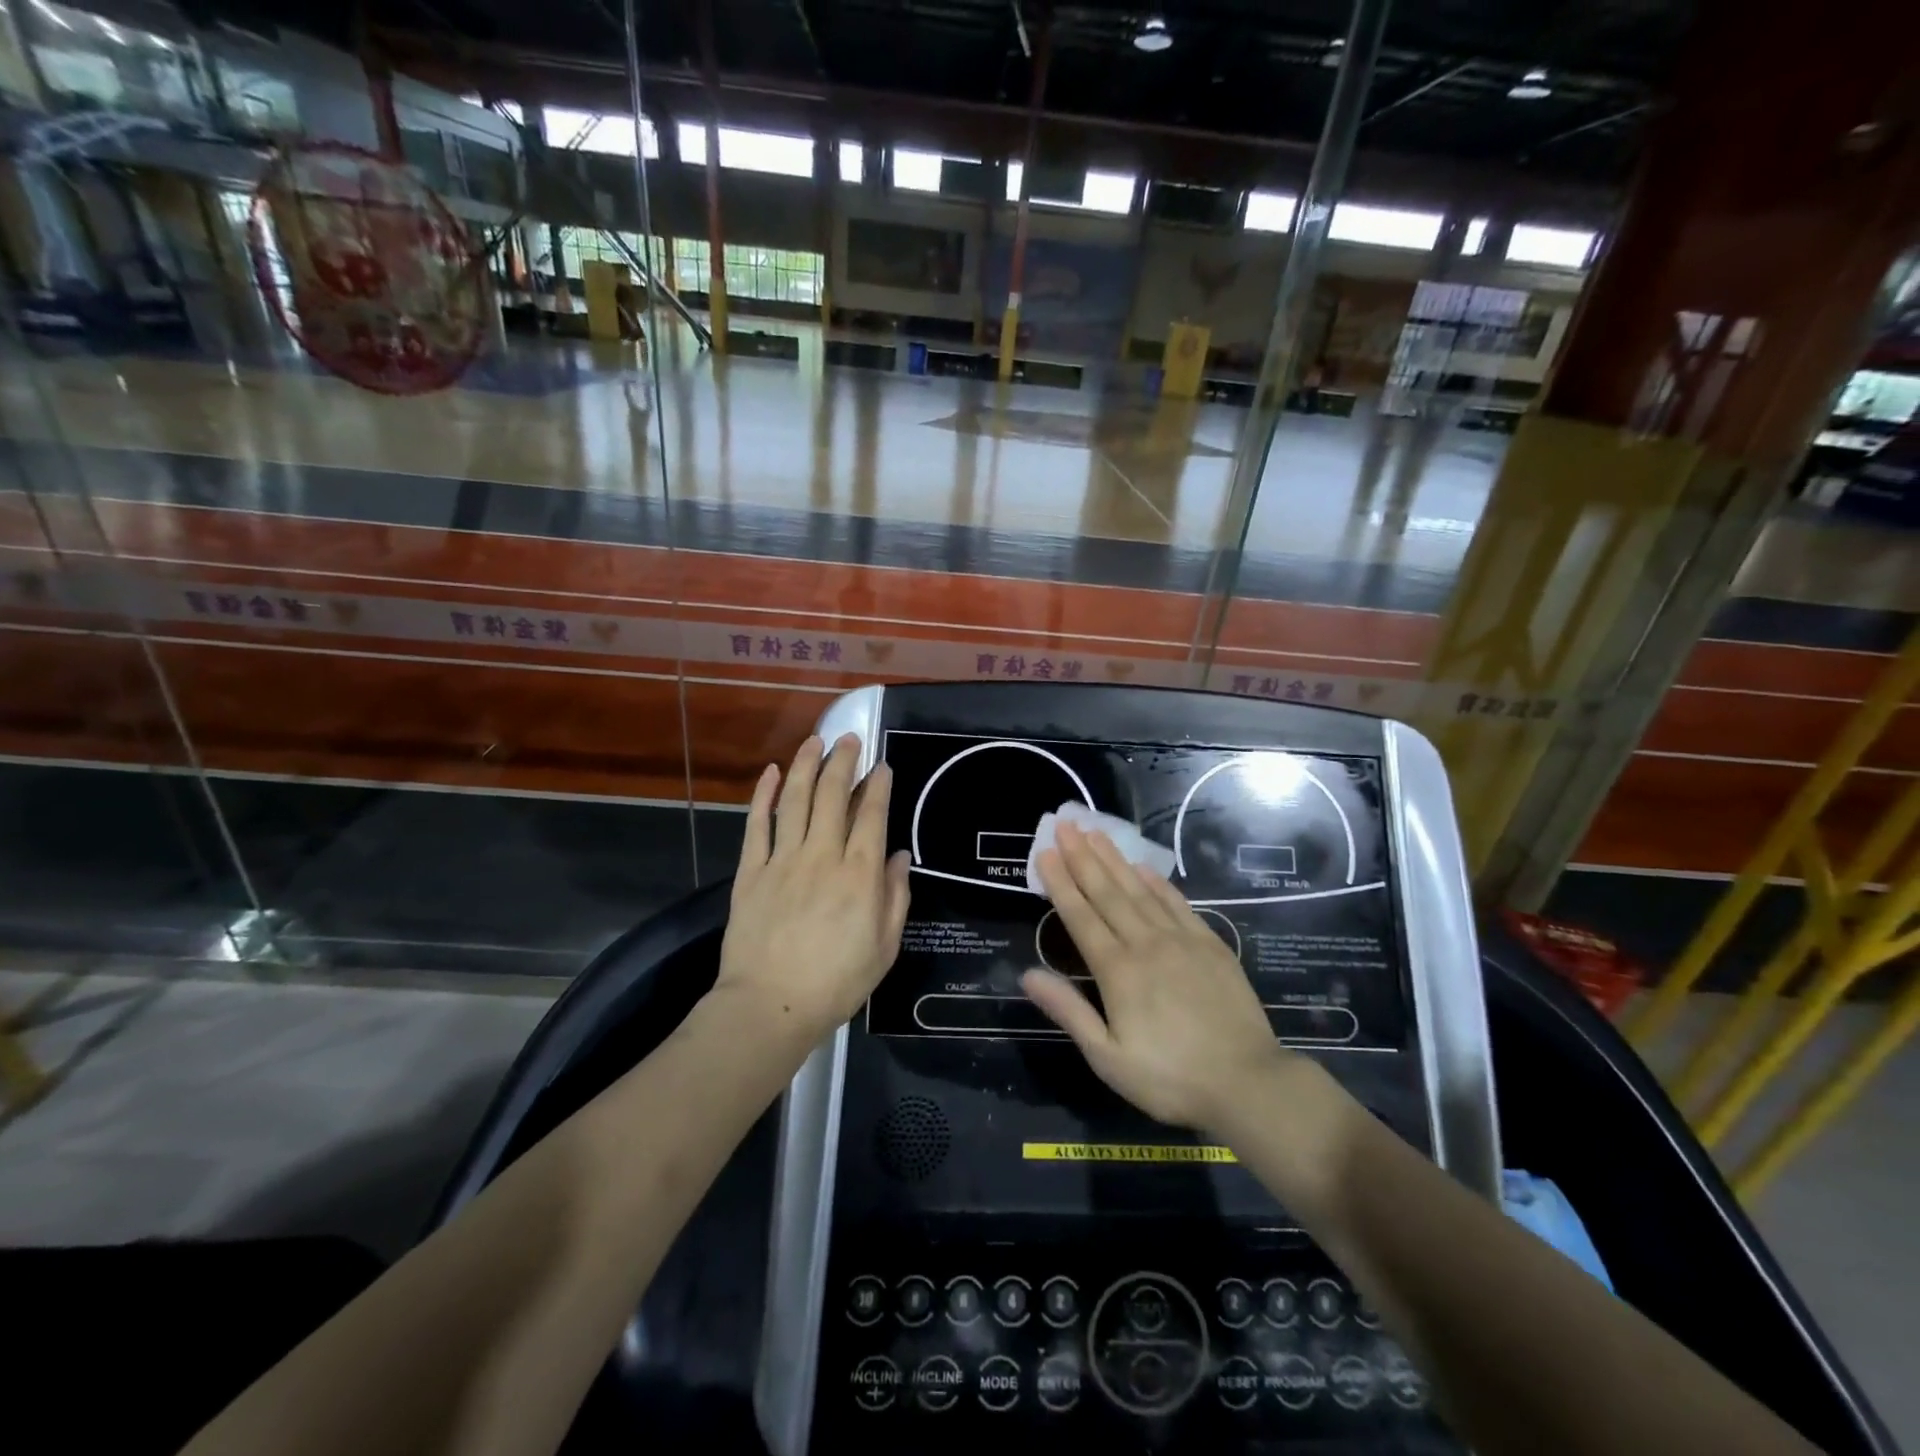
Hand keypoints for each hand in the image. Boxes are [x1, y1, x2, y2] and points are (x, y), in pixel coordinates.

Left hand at [715, 734, 910, 1044]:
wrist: (769, 1006)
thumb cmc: (836, 982)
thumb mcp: (884, 947)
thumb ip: (895, 897)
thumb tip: (899, 855)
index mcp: (859, 875)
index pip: (871, 815)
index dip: (878, 785)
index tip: (882, 765)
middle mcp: (822, 856)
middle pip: (832, 796)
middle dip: (843, 761)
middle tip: (849, 738)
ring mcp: (782, 861)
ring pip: (794, 800)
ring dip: (805, 765)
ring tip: (814, 740)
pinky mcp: (751, 872)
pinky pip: (757, 825)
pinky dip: (762, 796)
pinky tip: (770, 773)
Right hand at [1022, 821, 1290, 1132]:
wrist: (1247, 1083)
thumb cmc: (1170, 1077)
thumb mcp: (1108, 1057)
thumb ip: (1068, 1011)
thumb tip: (1027, 974)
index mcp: (1117, 971)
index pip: (1080, 916)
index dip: (1060, 882)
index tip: (1045, 852)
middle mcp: (1145, 943)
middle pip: (1107, 892)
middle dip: (1082, 856)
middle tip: (1065, 824)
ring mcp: (1180, 939)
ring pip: (1139, 889)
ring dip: (1114, 859)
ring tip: (1095, 832)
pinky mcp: (1209, 943)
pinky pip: (1176, 902)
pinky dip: (1156, 881)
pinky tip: (1142, 867)